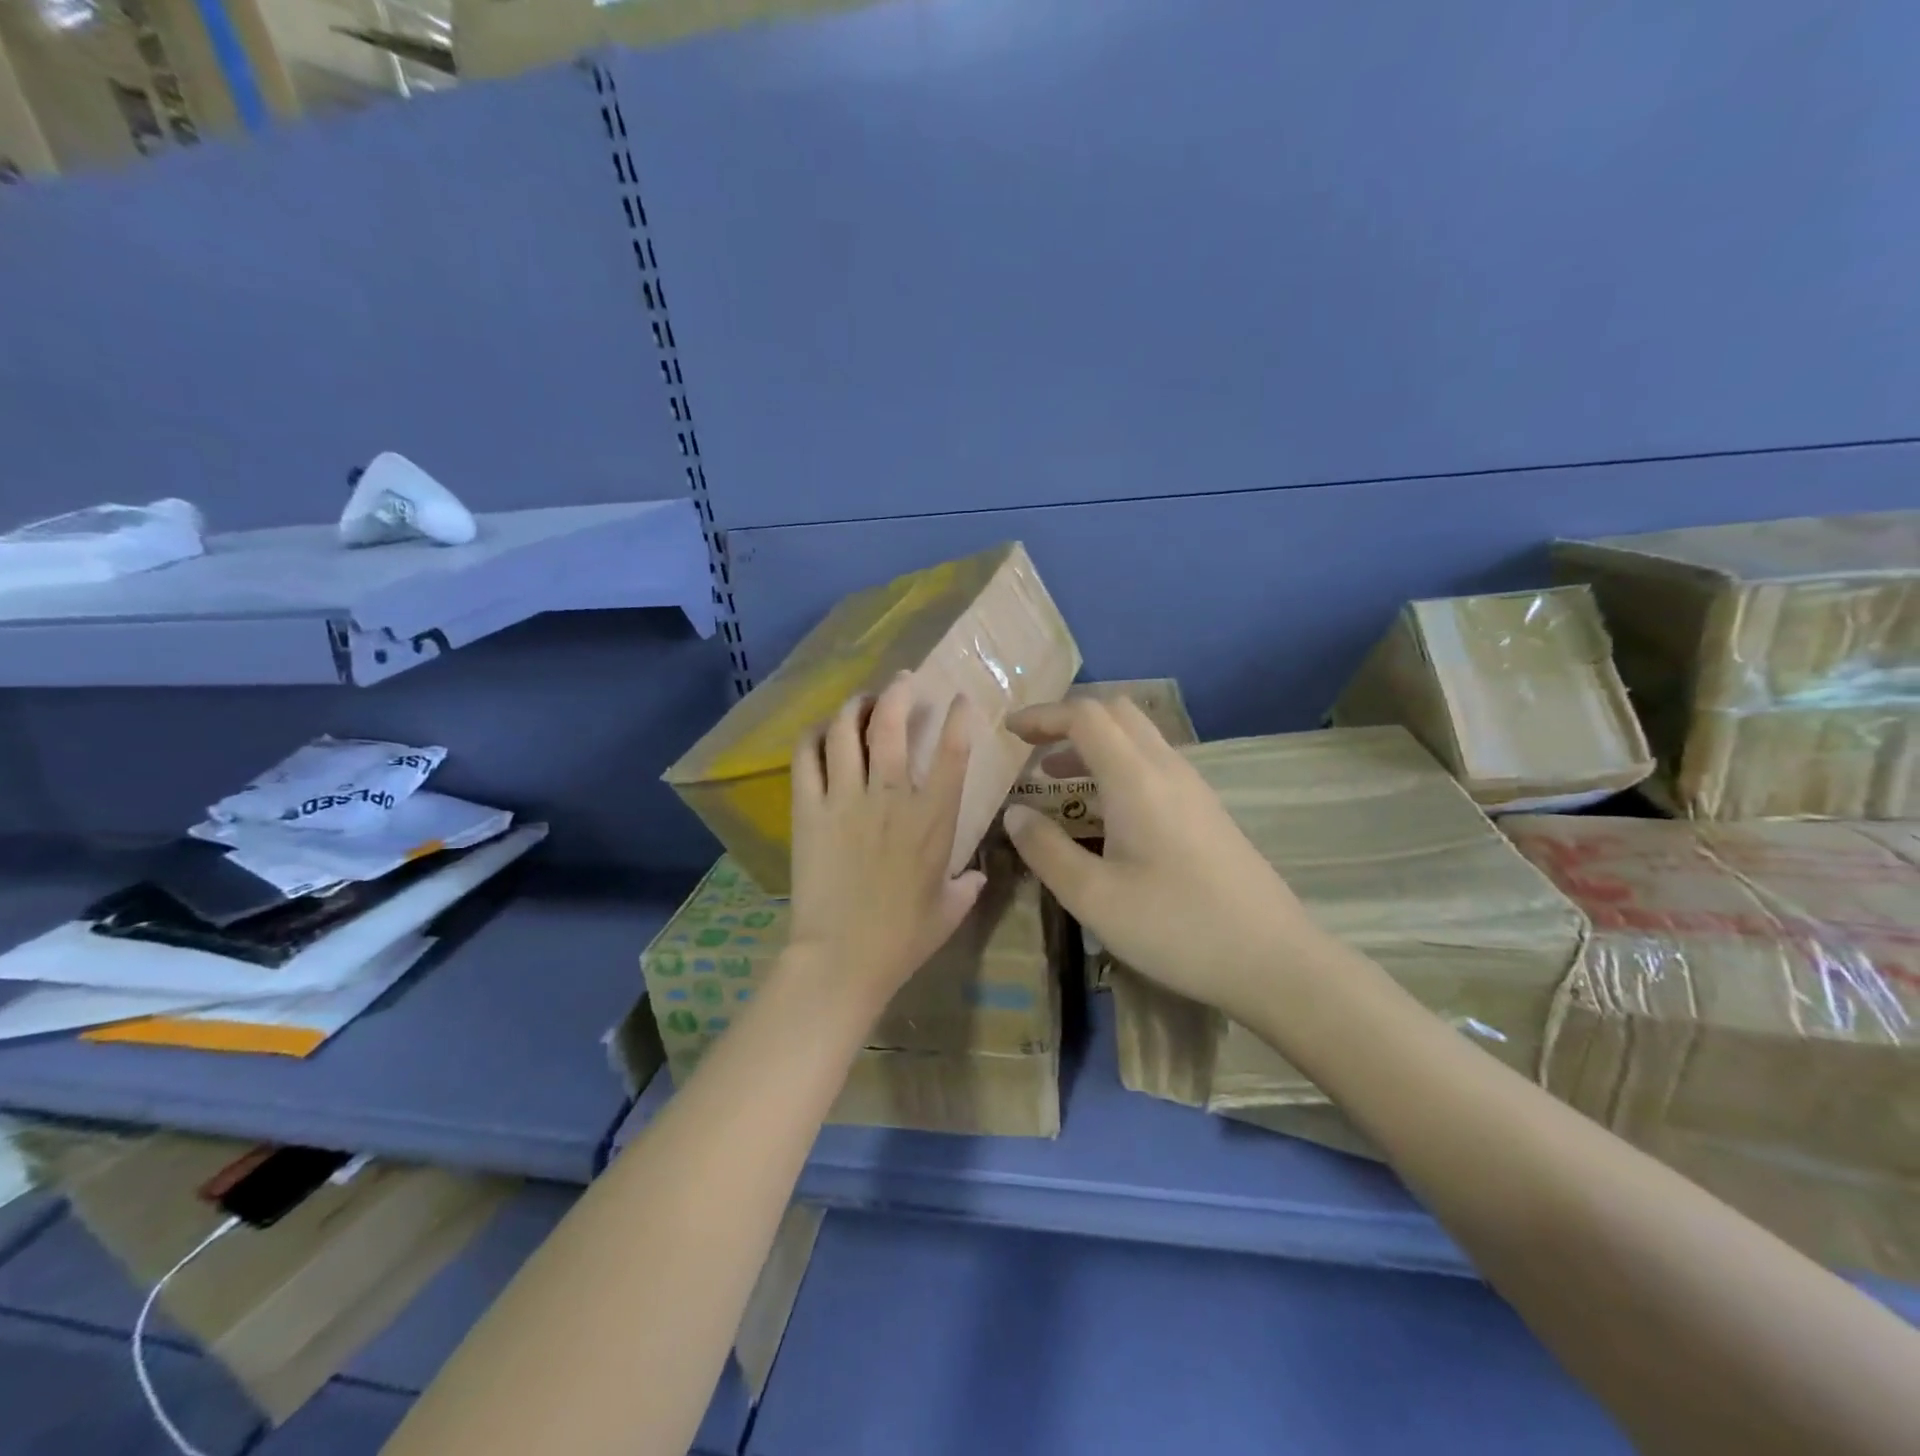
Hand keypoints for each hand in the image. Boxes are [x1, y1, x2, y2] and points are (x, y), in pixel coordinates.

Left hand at [787, 673, 987, 1017]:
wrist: (841, 958)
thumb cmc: (902, 938)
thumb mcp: (949, 911)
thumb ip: (967, 886)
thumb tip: (976, 875)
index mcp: (933, 818)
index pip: (954, 751)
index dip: (959, 717)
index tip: (959, 699)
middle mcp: (891, 796)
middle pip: (892, 722)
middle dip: (899, 692)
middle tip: (902, 682)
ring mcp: (845, 798)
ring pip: (847, 729)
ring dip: (856, 705)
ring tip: (861, 701)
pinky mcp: (809, 809)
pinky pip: (807, 755)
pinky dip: (815, 735)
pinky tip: (822, 732)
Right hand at [1002, 698, 1322, 1023]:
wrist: (1274, 960)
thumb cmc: (1176, 927)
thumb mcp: (1094, 897)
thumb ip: (1046, 850)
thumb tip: (1015, 815)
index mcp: (1137, 779)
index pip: (1085, 716)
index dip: (1042, 715)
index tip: (1008, 732)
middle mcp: (1168, 769)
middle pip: (1115, 713)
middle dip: (1068, 721)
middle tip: (1032, 750)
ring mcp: (1193, 788)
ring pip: (1138, 737)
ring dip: (1094, 744)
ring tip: (1057, 780)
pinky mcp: (1207, 811)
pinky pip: (1154, 764)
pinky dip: (1118, 765)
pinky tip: (1104, 811)